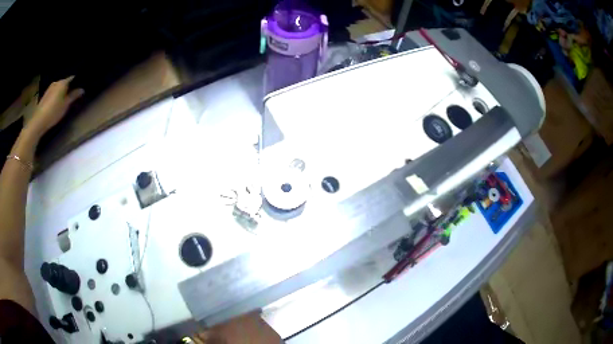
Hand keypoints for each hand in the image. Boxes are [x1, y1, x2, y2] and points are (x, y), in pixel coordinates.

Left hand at [25, 76, 83, 138]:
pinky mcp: (46, 95)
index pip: (72, 78)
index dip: (77, 82)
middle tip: (74, 94)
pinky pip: (54, 92)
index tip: (81, 87)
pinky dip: (57, 95)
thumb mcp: (66, 105)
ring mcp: (50, 88)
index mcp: (62, 82)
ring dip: (62, 92)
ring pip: (59, 88)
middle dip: (69, 87)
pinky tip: (58, 102)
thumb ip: (74, 96)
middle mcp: (56, 82)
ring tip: (66, 99)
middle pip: (65, 82)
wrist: (39, 121)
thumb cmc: (54, 111)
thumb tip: (82, 89)